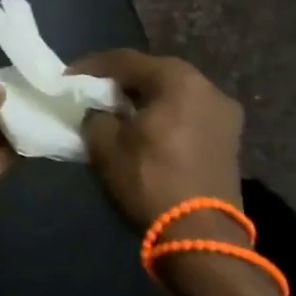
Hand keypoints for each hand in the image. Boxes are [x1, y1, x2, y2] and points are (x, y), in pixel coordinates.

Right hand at [68, 50, 243, 236]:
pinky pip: (187, 112)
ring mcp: (224, 113)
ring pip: (172, 93)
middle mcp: (208, 87)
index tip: (66, 78)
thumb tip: (99, 109)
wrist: (201, 236)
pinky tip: (142, 127)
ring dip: (143, 97)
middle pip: (153, 72)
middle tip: (91, 91)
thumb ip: (96, 114)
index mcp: (178, 81)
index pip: (125, 60)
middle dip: (120, 80)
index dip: (91, 67)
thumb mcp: (105, 144)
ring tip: (115, 110)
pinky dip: (163, 113)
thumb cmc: (149, 181)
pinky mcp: (228, 138)